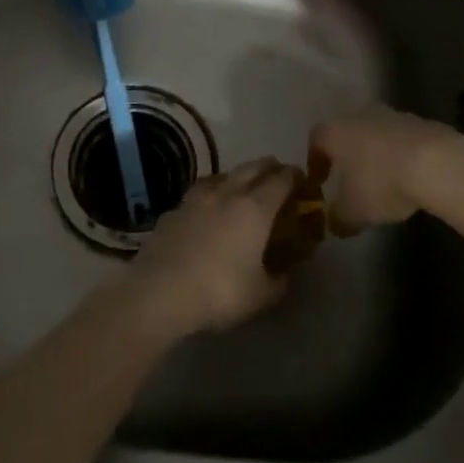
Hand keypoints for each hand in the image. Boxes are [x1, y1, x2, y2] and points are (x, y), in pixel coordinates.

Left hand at [123, 158, 297, 338]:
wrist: (160, 290)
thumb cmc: (219, 292)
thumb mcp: (261, 296)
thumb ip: (280, 281)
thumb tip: (289, 272)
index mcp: (255, 207)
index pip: (281, 179)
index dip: (295, 177)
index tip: (302, 181)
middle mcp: (228, 191)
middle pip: (254, 166)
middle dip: (270, 168)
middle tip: (279, 178)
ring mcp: (198, 195)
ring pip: (226, 173)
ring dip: (240, 176)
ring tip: (244, 189)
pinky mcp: (176, 206)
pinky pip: (201, 190)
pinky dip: (214, 193)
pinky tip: (210, 207)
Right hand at [309, 106, 463, 232]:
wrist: (435, 163)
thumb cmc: (381, 183)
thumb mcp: (354, 211)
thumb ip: (339, 218)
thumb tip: (334, 224)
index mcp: (335, 132)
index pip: (316, 141)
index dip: (315, 162)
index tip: (320, 182)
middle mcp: (358, 116)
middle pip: (346, 132)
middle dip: (346, 154)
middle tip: (350, 178)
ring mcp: (391, 115)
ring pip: (375, 133)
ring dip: (375, 152)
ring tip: (382, 178)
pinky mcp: (419, 121)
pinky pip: (401, 138)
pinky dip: (400, 153)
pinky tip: (409, 174)